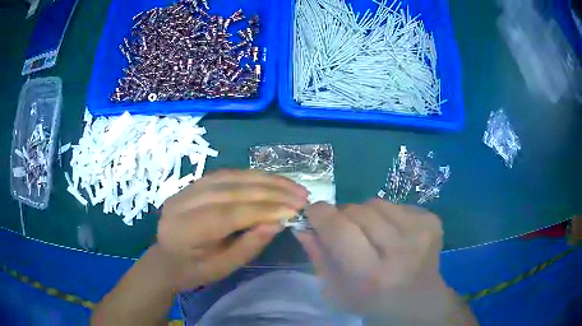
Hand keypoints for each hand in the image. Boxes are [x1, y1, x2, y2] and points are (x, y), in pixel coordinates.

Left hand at [157, 169, 307, 291]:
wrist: (166, 259)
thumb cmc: (194, 271)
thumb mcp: (223, 268)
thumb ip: (249, 245)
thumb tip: (278, 222)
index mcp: (186, 230)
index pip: (229, 214)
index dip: (264, 209)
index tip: (295, 210)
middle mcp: (183, 202)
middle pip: (231, 189)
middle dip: (270, 190)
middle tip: (300, 194)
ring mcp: (186, 189)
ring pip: (230, 176)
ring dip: (265, 179)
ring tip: (292, 185)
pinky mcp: (193, 183)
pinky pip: (226, 174)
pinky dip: (252, 176)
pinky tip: (271, 180)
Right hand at [295, 200, 448, 318]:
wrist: (419, 302)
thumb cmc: (372, 301)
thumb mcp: (336, 290)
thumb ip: (318, 257)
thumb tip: (303, 226)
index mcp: (372, 274)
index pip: (339, 228)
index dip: (321, 214)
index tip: (314, 213)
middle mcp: (400, 250)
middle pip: (357, 210)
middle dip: (343, 216)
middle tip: (346, 231)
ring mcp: (421, 232)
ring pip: (377, 203)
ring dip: (367, 215)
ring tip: (373, 235)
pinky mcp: (432, 221)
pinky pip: (397, 204)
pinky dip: (388, 216)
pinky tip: (394, 235)